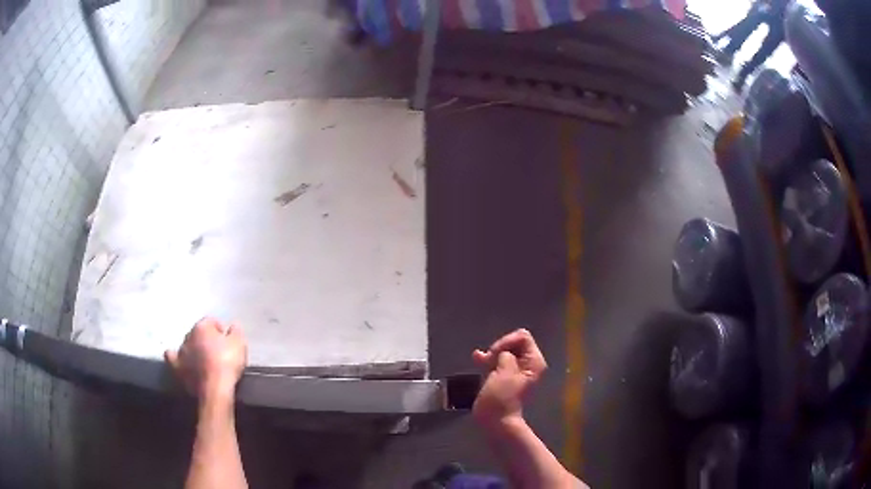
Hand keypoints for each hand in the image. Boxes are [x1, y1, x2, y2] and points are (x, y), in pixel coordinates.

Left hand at [165, 317, 247, 403]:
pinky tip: (179, 360)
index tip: (228, 340)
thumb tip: (234, 325)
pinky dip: (175, 357)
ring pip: (186, 345)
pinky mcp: (177, 367)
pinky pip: (172, 358)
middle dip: (206, 339)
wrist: (215, 388)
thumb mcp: (239, 344)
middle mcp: (188, 336)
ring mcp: (181, 352)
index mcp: (203, 327)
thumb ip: (236, 332)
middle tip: (217, 351)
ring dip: (193, 349)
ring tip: (203, 359)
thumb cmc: (227, 363)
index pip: (211, 321)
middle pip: (197, 333)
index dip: (220, 329)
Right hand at [472, 329, 546, 428]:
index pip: (523, 337)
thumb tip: (503, 354)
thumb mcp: (505, 373)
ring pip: (504, 353)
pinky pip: (498, 363)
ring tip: (479, 359)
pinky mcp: (505, 379)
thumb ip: (505, 355)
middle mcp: (528, 365)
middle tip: (488, 359)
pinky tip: (478, 358)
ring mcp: (516, 372)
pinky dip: (489, 360)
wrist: (497, 422)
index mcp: (533, 362)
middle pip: (514, 343)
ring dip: (492, 354)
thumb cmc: (502, 398)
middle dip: (499, 347)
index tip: (495, 353)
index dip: (507, 341)